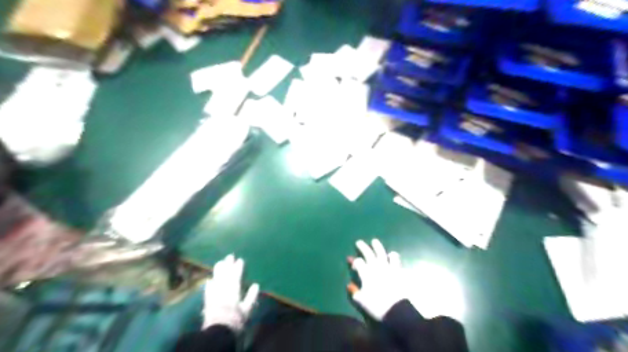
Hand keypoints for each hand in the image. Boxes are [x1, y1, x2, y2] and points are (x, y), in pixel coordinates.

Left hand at [202, 255, 258, 330]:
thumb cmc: (235, 319)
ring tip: (219, 262)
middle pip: (225, 273)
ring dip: (218, 270)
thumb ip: (251, 296)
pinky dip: (209, 284)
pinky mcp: (207, 300)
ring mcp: (214, 293)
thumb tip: (256, 285)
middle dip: (228, 264)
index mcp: (234, 289)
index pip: (236, 274)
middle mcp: (223, 288)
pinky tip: (209, 280)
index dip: (238, 267)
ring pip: (216, 278)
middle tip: (229, 256)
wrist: (218, 330)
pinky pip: (208, 289)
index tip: (240, 259)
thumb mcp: (247, 308)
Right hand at [351, 238, 404, 319]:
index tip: (354, 266)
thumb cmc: (376, 306)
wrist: (397, 309)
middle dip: (362, 247)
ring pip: (381, 252)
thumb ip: (354, 292)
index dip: (354, 263)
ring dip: (377, 246)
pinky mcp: (398, 270)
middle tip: (359, 242)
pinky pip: (395, 259)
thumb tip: (349, 285)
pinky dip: (392, 256)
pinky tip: (391, 255)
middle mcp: (376, 266)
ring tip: (374, 241)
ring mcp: (388, 266)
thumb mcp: (361, 301)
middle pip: (368, 253)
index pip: (358, 262)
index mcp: (366, 273)